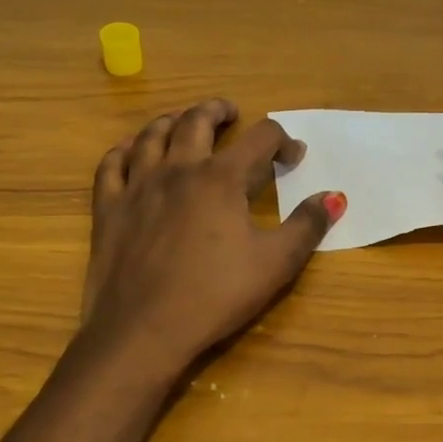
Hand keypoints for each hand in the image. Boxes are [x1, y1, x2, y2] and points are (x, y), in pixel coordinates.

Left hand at [80, 99, 343, 375]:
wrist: (144, 330)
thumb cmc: (216, 296)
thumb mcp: (275, 263)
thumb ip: (307, 226)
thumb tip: (334, 196)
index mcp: (222, 179)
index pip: (260, 138)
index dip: (283, 140)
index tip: (293, 155)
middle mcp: (179, 169)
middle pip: (198, 121)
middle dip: (218, 111)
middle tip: (231, 113)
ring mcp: (138, 186)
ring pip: (152, 134)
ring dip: (173, 120)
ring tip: (184, 120)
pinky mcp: (109, 208)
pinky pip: (112, 164)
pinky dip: (125, 149)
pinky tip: (132, 151)